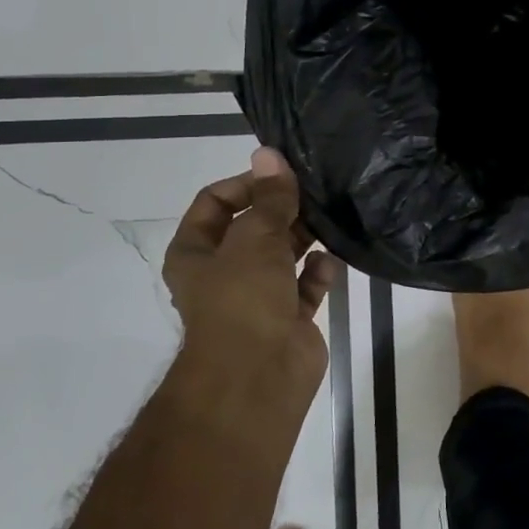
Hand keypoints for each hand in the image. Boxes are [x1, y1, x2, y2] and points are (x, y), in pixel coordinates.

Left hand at [162, 148, 339, 428]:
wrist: (258, 376)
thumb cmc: (243, 298)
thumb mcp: (255, 237)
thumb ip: (270, 196)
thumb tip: (269, 153)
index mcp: (196, 252)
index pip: (215, 202)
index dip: (246, 183)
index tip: (282, 175)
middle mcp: (224, 272)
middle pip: (254, 227)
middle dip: (283, 210)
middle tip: (316, 192)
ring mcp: (257, 296)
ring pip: (283, 255)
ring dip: (304, 237)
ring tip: (331, 218)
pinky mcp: (289, 317)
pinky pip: (306, 285)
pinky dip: (319, 272)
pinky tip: (332, 260)